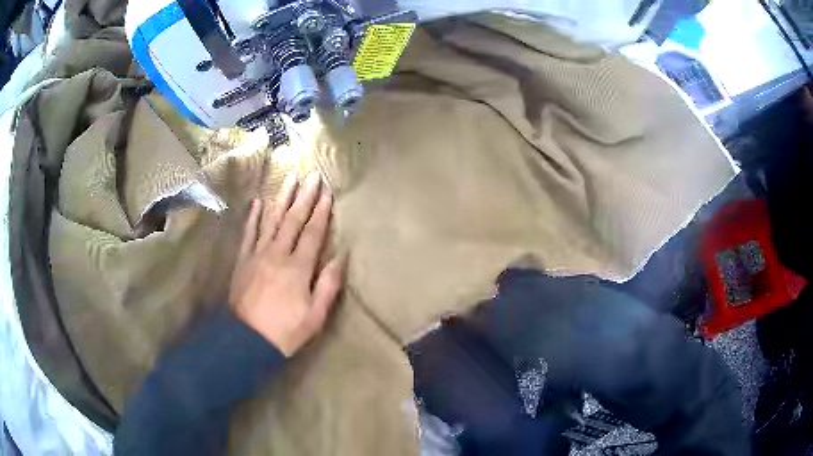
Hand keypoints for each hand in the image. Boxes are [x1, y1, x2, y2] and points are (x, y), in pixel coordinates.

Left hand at [230, 172, 345, 356]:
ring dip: (281, 198)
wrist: (247, 341)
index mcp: (298, 268)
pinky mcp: (243, 260)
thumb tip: (340, 257)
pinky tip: (257, 202)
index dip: (321, 211)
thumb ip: (328, 285)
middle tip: (312, 175)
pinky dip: (253, 216)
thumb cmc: (285, 331)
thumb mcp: (315, 316)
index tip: (327, 192)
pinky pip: (249, 233)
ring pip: (271, 220)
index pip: (313, 233)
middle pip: (293, 220)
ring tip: (289, 178)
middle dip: (304, 196)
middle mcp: (277, 254)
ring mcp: (257, 254)